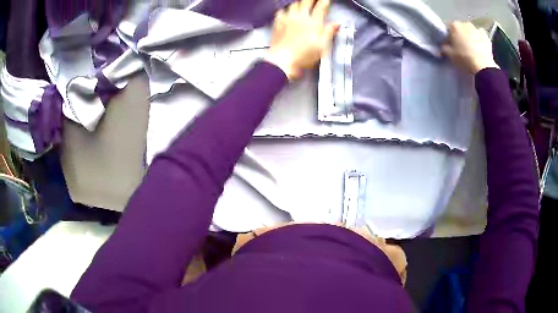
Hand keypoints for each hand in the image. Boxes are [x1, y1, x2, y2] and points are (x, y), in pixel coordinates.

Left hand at [265, 0, 339, 79]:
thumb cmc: (304, 55)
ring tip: (302, 3)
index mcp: (314, 23)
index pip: (321, 7)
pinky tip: (287, 12)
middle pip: (306, 2)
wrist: (282, 60)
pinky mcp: (278, 24)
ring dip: (299, 2)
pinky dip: (285, 10)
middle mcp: (300, 18)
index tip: (326, 0)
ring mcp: (288, 19)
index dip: (324, 1)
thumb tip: (337, 24)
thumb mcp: (322, 46)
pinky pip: (281, 11)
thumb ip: (329, 32)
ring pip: (294, 4)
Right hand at [441, 21, 498, 74]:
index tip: (450, 44)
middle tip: (461, 46)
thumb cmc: (464, 59)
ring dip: (470, 35)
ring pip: (471, 30)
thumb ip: (444, 49)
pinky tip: (480, 44)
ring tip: (471, 46)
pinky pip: (480, 34)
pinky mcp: (485, 36)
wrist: (483, 67)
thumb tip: (442, 47)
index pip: (448, 28)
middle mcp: (465, 24)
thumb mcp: (450, 55)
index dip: (449, 36)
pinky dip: (479, 37)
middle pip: (460, 28)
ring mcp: (476, 29)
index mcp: (454, 26)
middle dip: (460, 35)